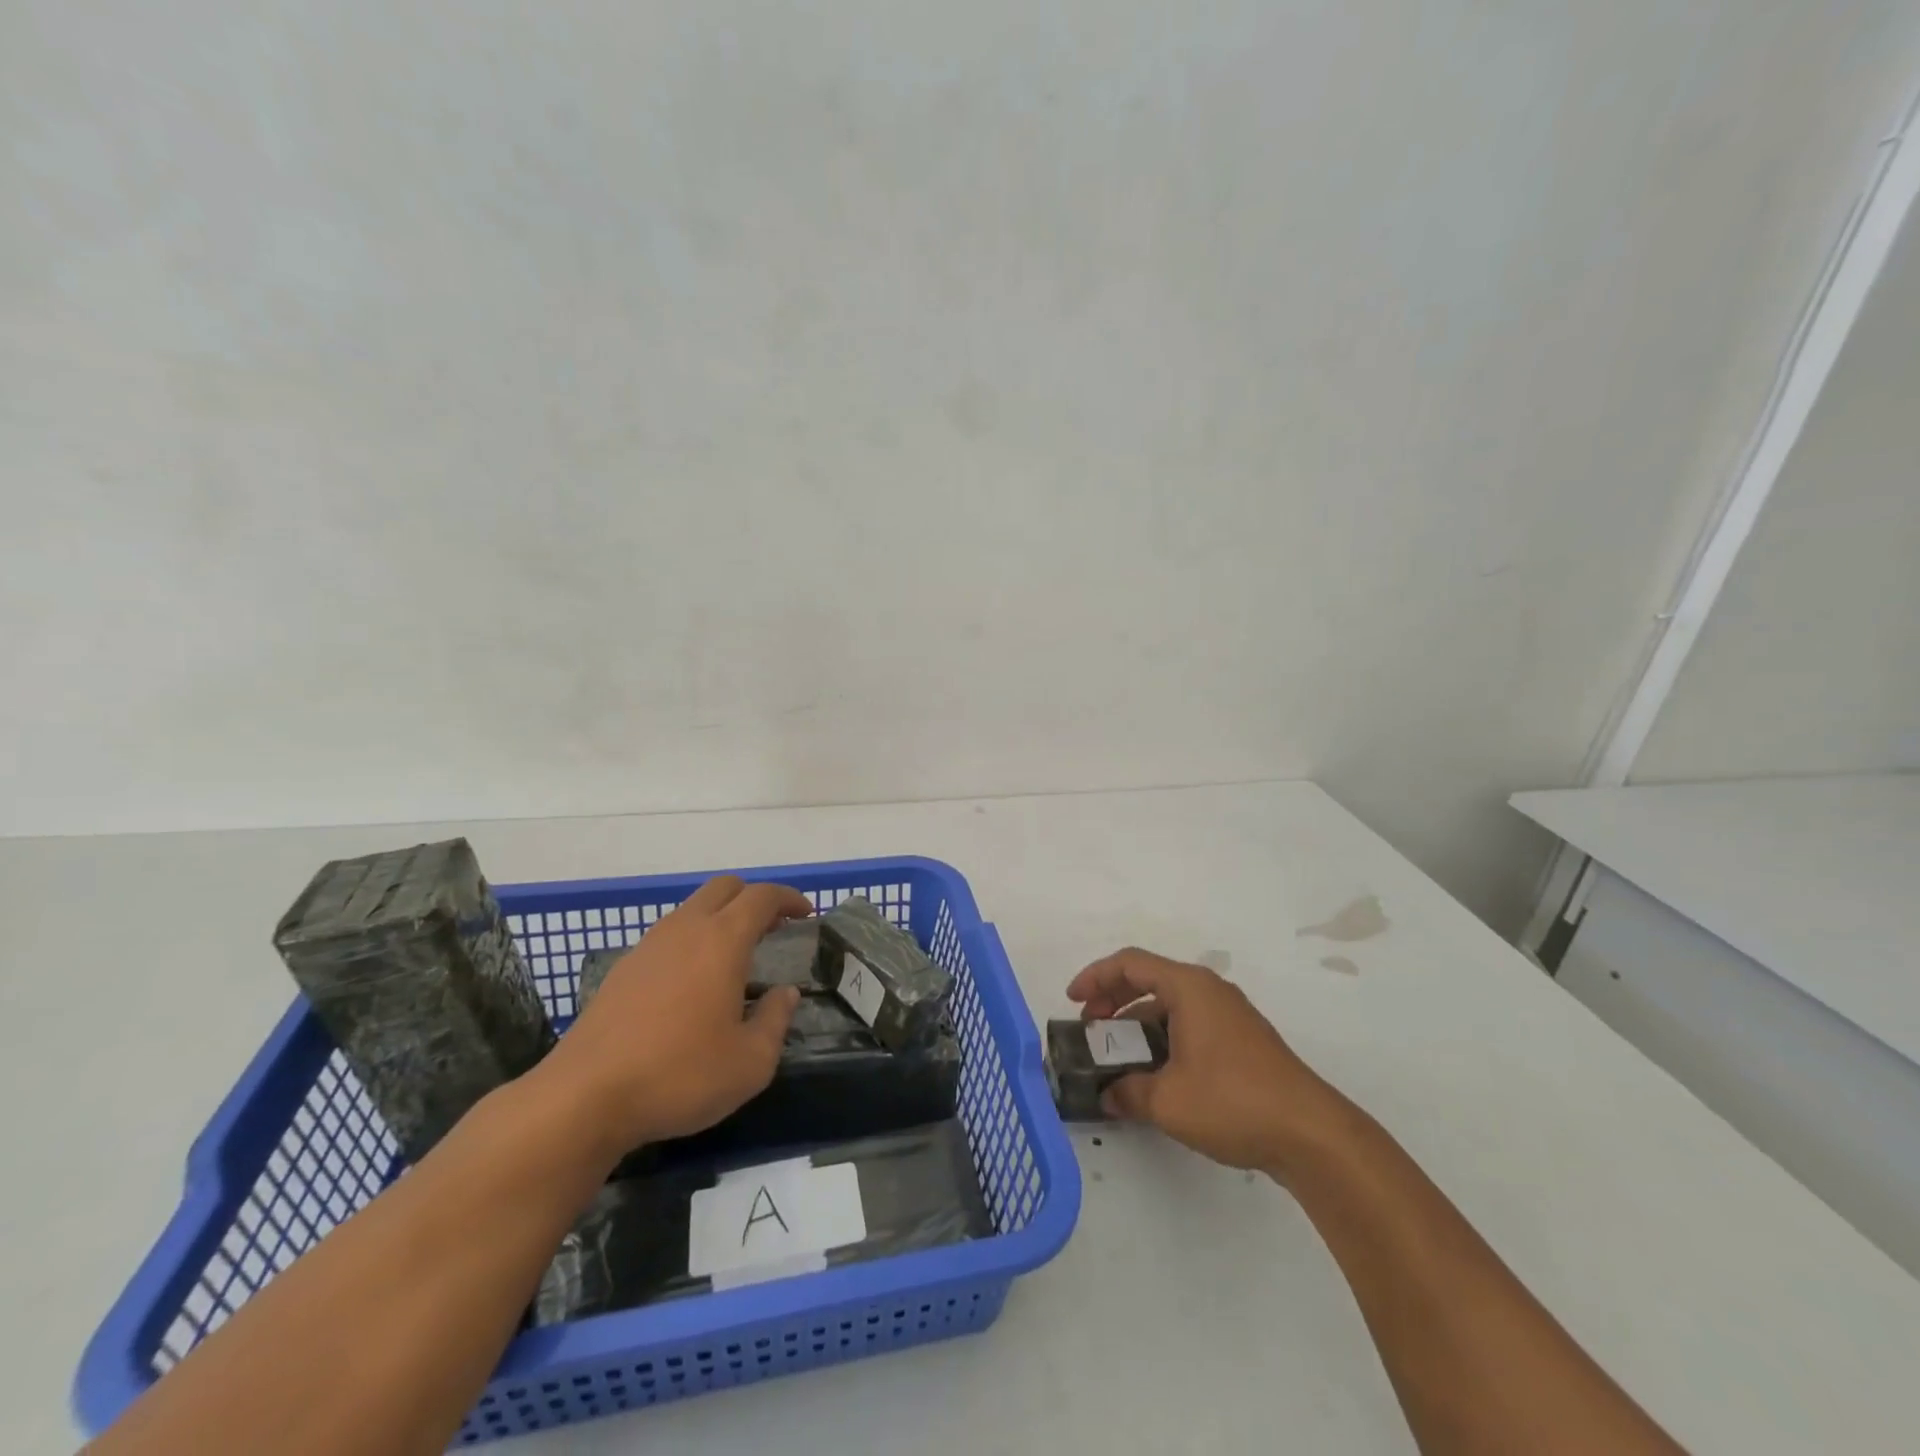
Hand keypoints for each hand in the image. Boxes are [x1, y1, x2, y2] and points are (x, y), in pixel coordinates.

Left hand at [541, 876, 809, 1155]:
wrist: (583, 1099)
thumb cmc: (679, 1076)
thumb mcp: (750, 1062)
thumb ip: (775, 1020)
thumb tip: (784, 994)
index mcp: (722, 940)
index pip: (762, 897)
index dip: (789, 899)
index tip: (806, 915)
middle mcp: (685, 930)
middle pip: (724, 888)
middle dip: (754, 899)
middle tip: (773, 929)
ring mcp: (648, 947)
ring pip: (692, 910)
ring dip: (720, 919)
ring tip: (735, 959)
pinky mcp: (622, 971)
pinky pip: (668, 937)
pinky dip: (691, 942)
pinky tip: (692, 986)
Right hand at [1067, 948, 1344, 1176]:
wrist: (1312, 1134)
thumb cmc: (1233, 1102)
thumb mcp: (1167, 1100)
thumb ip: (1128, 1091)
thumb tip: (1107, 1094)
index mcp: (1189, 987)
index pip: (1130, 963)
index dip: (1095, 977)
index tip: (1073, 1001)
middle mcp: (1209, 990)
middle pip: (1150, 978)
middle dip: (1113, 998)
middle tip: (1090, 1026)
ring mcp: (1230, 1015)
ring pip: (1171, 1002)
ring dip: (1138, 1020)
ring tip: (1118, 1052)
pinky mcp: (1242, 1040)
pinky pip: (1190, 1022)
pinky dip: (1163, 1034)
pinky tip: (1156, 1070)